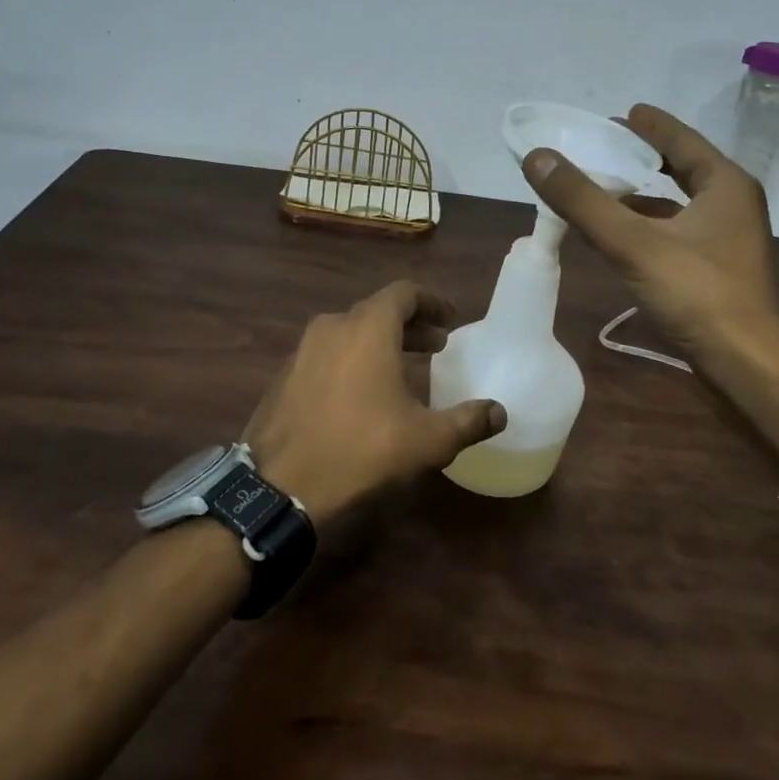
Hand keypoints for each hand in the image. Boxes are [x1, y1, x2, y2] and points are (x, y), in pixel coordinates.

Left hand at [242, 281, 506, 524]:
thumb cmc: (361, 450)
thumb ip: (468, 421)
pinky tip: (363, 394)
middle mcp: (333, 326)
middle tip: (436, 346)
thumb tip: (500, 412)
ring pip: (351, 332)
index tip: (450, 319)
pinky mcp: (285, 376)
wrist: (278, 486)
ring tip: (404, 369)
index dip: (432, 302)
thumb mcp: (427, 440)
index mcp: (368, 327)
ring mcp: (303, 350)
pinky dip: (353, 360)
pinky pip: (328, 354)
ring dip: (381, 343)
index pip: (404, 293)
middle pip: (378, 312)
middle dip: (410, 325)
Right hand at [523, 103, 778, 366]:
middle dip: (641, 157)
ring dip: (641, 194)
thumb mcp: (633, 242)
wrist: (748, 366)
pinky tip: (616, 234)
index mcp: (724, 184)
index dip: (649, 125)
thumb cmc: (698, 294)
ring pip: (677, 203)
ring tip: (599, 186)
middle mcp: (731, 204)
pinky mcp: (716, 270)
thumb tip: (537, 156)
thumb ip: (583, 200)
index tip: (619, 113)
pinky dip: (646, 225)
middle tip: (601, 147)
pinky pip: (675, 231)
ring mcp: (727, 240)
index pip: (681, 139)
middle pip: (680, 168)